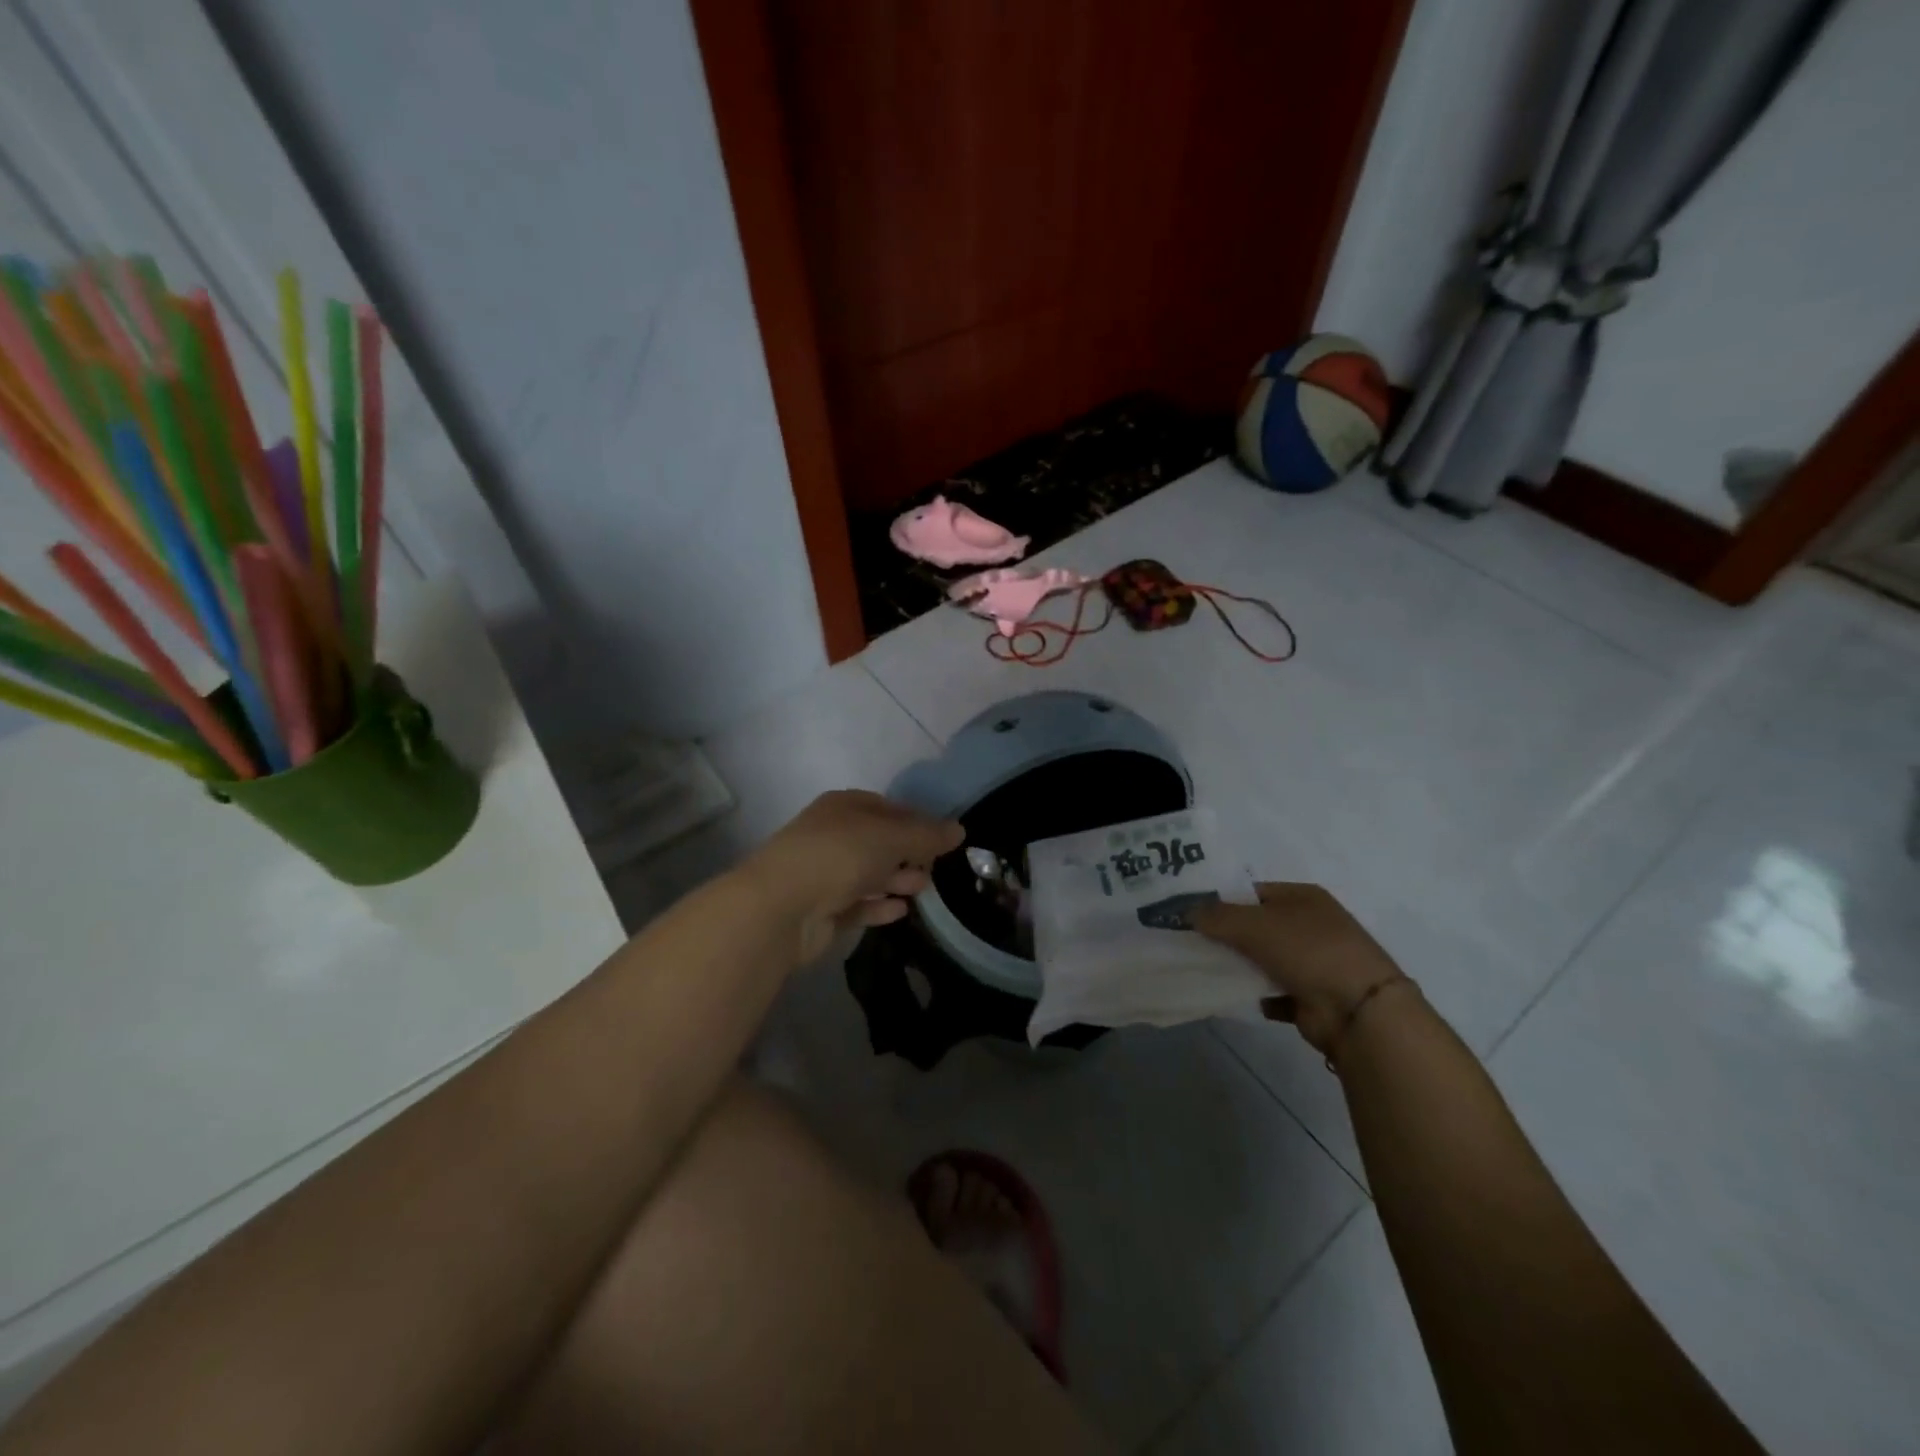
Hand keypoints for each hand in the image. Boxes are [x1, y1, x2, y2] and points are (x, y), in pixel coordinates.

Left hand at [742, 790, 963, 964]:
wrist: (781, 907)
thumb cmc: (839, 856)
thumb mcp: (891, 838)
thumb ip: (927, 835)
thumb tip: (959, 830)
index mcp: (843, 806)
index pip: (887, 808)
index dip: (916, 820)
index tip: (943, 838)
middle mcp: (832, 835)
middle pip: (878, 842)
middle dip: (908, 853)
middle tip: (936, 867)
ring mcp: (824, 873)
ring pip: (868, 873)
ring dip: (896, 880)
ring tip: (924, 889)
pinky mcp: (821, 909)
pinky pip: (857, 903)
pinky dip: (878, 905)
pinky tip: (901, 911)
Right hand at [1195, 883, 1409, 1056]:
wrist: (1359, 1011)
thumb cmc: (1308, 951)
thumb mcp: (1254, 924)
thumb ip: (1216, 916)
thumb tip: (1186, 911)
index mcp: (1303, 897)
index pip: (1252, 892)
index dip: (1220, 900)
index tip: (1189, 914)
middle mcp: (1309, 925)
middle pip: (1256, 926)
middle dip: (1225, 935)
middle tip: (1188, 942)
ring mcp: (1313, 962)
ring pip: (1262, 959)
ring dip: (1237, 966)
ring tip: (1201, 969)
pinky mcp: (1310, 997)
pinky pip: (1272, 992)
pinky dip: (1254, 995)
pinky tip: (1232, 997)